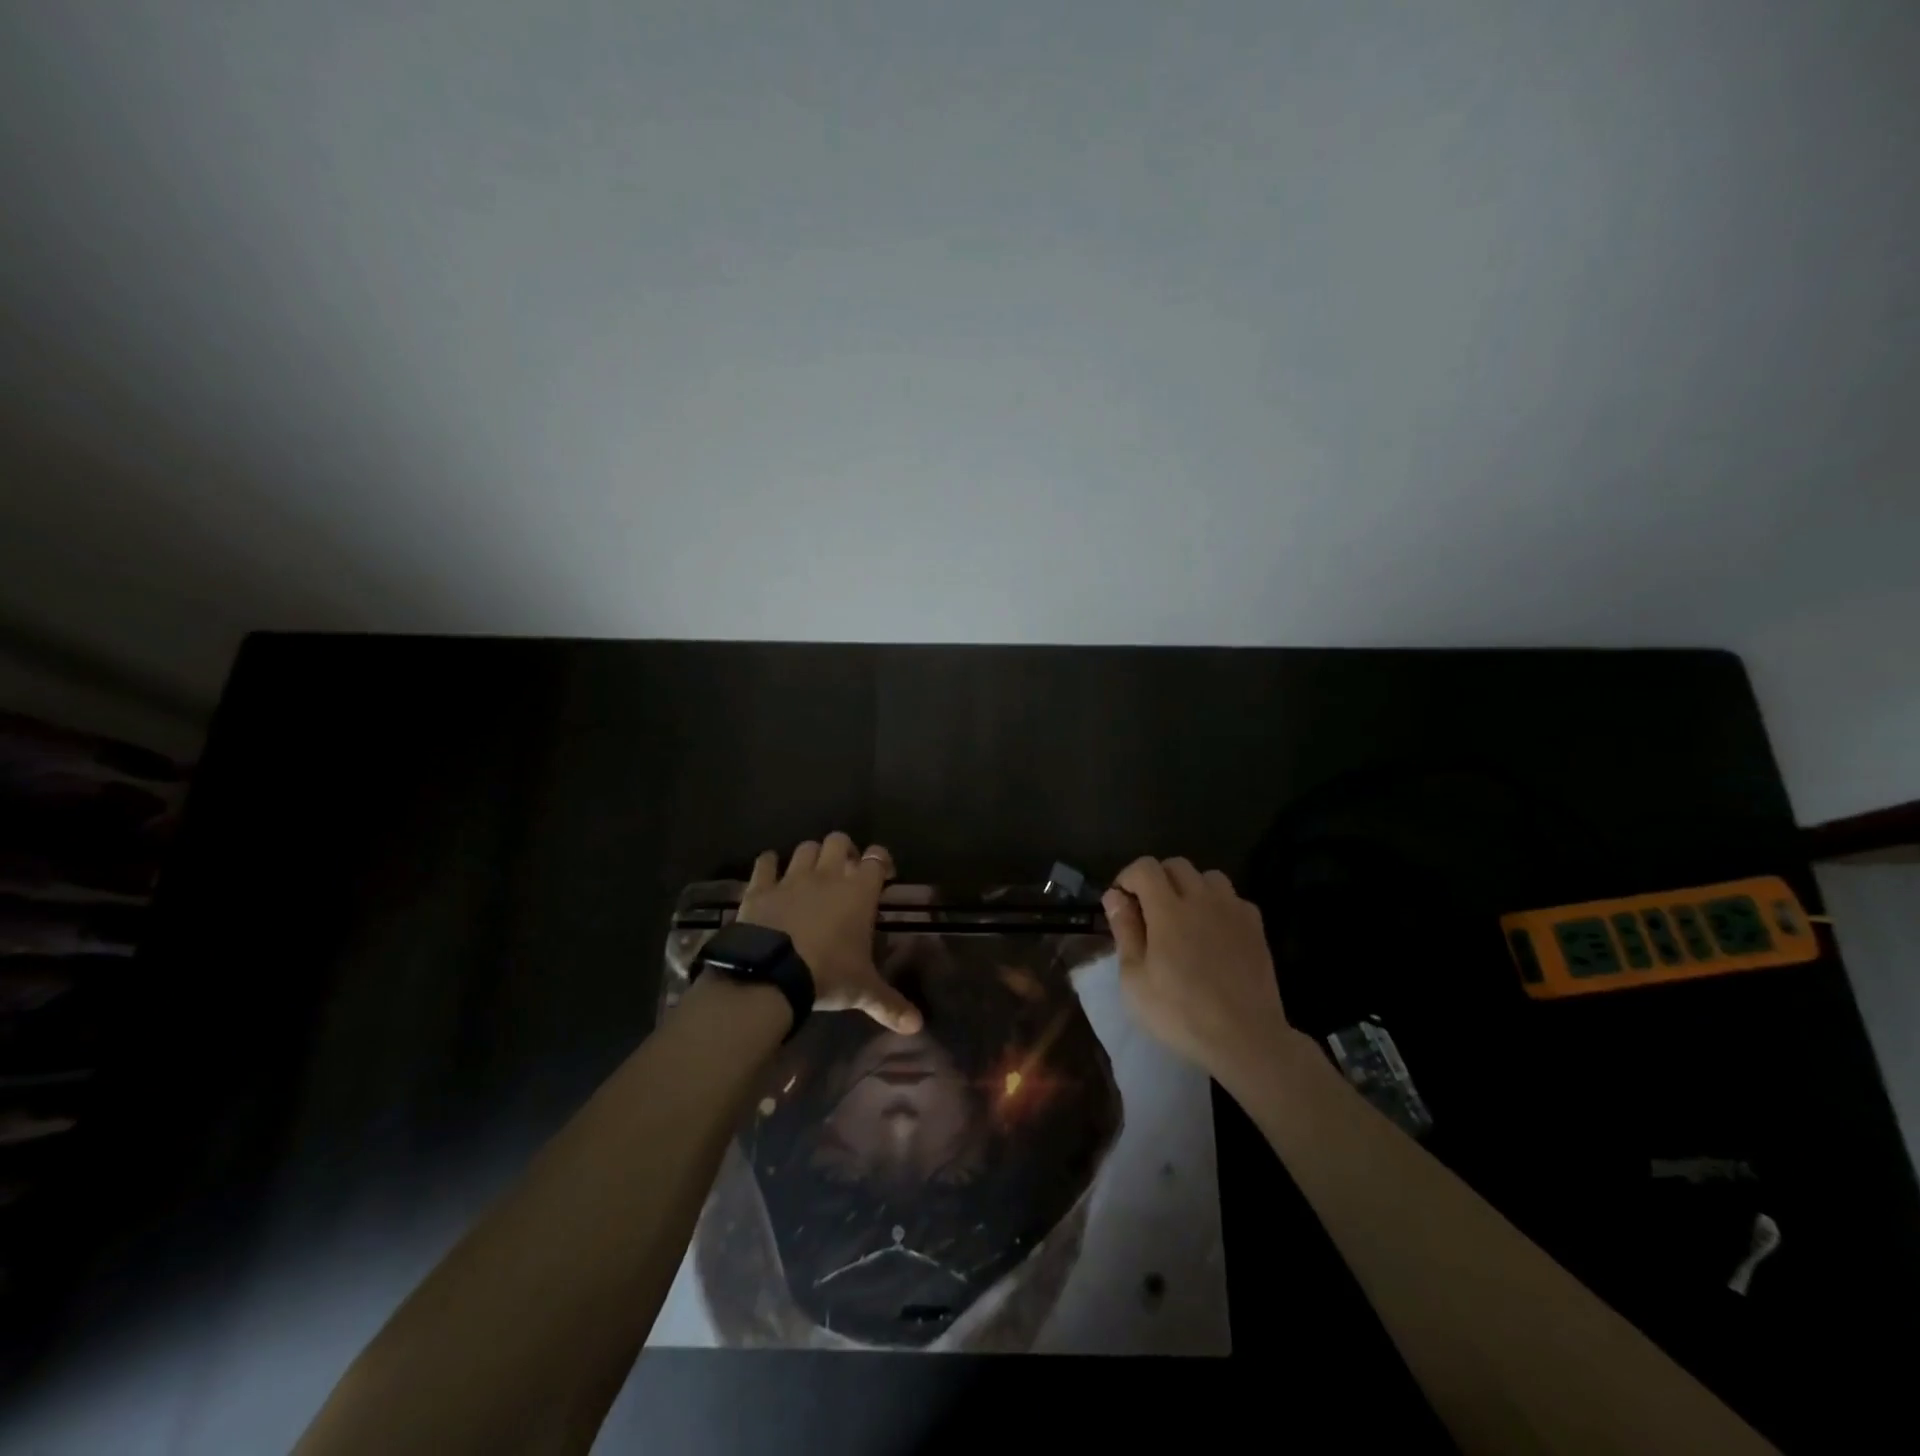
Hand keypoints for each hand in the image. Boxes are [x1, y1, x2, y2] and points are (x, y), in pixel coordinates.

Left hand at [737, 833, 922, 1033]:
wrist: (771, 974)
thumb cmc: (827, 974)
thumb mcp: (863, 991)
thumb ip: (890, 1004)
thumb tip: (917, 1026)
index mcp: (858, 892)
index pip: (877, 858)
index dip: (881, 861)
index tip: (883, 874)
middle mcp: (827, 875)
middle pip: (838, 841)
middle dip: (844, 850)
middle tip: (845, 871)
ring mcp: (791, 878)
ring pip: (804, 848)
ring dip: (810, 856)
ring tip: (811, 873)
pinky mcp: (760, 887)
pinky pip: (765, 863)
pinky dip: (768, 865)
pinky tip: (770, 872)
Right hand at [1103, 857, 1294, 1080]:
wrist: (1245, 1038)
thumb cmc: (1180, 1013)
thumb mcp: (1135, 979)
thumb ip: (1124, 931)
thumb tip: (1114, 896)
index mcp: (1168, 909)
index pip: (1144, 867)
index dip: (1128, 877)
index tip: (1122, 903)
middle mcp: (1202, 899)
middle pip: (1176, 865)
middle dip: (1157, 879)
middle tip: (1149, 912)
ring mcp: (1233, 910)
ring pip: (1208, 877)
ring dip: (1191, 888)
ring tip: (1184, 918)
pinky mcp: (1256, 927)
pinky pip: (1233, 899)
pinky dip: (1219, 906)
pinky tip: (1214, 934)